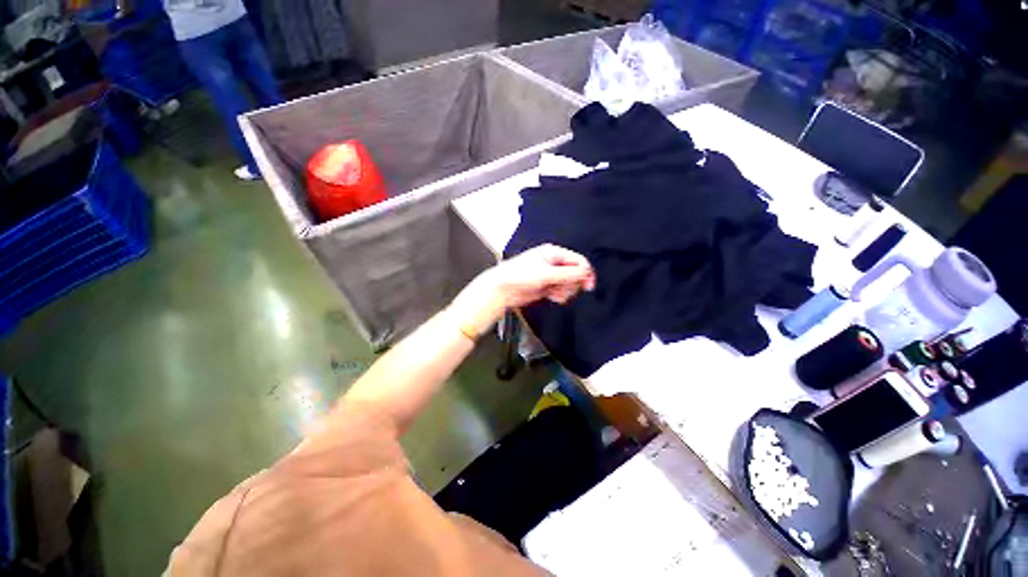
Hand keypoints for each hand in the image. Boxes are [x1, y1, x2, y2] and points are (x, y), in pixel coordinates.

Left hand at [489, 244, 595, 307]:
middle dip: (572, 284)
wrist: (503, 290)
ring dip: (565, 291)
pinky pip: (562, 292)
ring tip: (553, 293)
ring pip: (570, 284)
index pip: (578, 260)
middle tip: (563, 289)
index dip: (585, 273)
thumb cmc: (519, 275)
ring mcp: (551, 276)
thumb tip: (586, 273)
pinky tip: (551, 296)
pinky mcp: (548, 287)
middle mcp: (554, 263)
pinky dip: (559, 296)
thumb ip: (568, 274)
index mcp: (553, 253)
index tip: (588, 286)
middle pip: (576, 274)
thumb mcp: (546, 274)